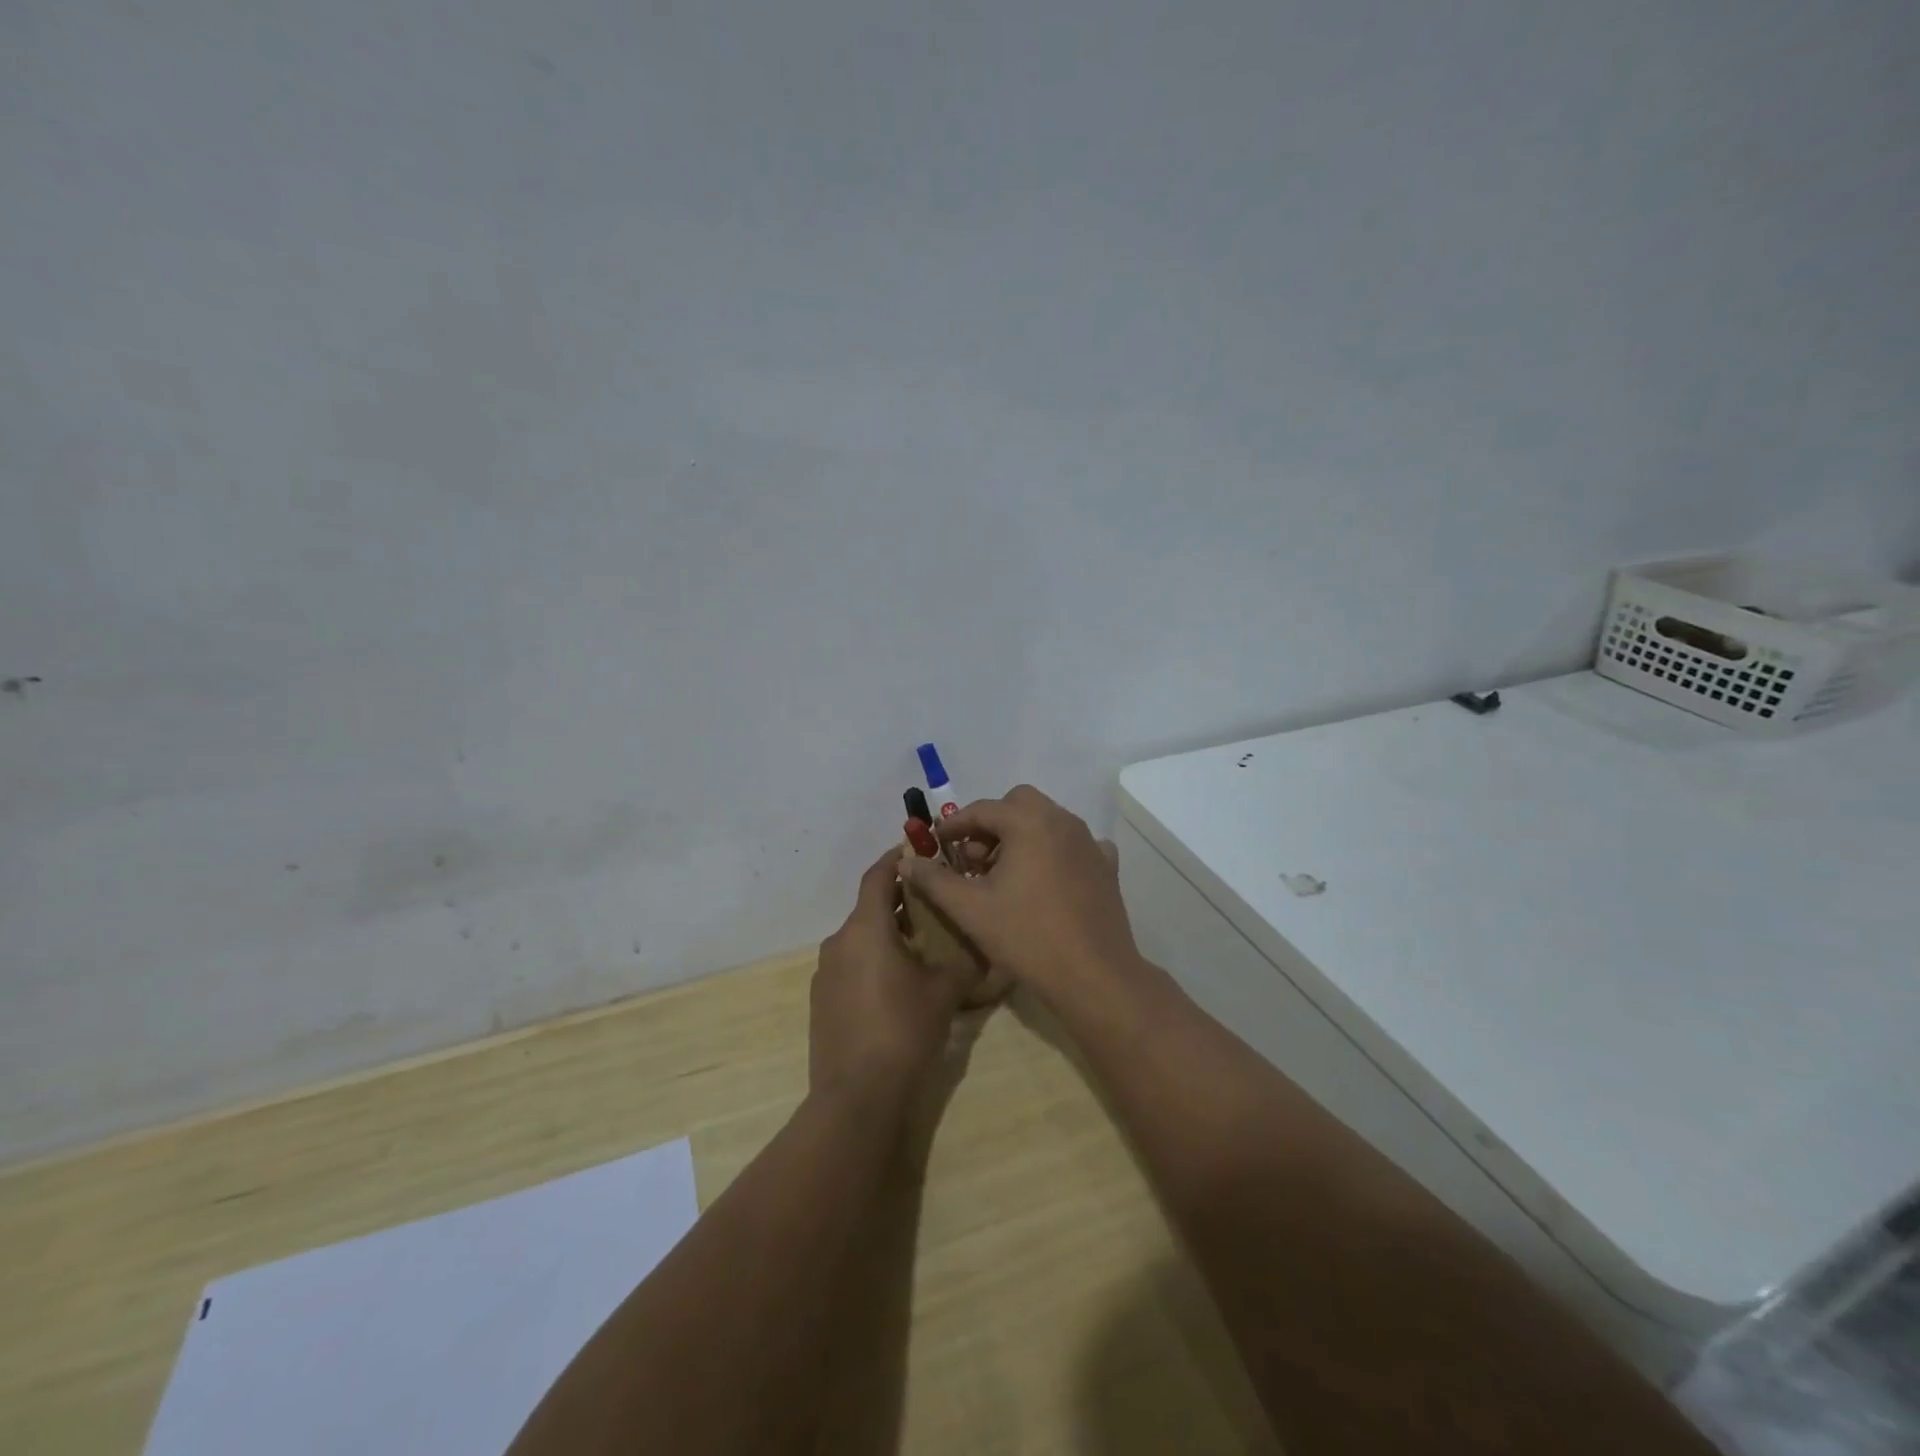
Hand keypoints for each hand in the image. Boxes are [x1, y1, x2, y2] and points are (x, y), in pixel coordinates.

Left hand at [810, 850, 965, 1117]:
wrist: (856, 1095)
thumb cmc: (904, 1030)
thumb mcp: (945, 992)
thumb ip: (963, 962)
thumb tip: (984, 950)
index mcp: (866, 928)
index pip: (878, 876)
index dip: (896, 858)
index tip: (917, 850)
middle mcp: (839, 942)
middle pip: (869, 907)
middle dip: (899, 900)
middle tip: (933, 903)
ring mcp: (825, 972)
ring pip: (859, 937)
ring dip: (886, 932)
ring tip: (921, 943)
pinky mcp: (822, 1000)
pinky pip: (850, 964)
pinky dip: (872, 959)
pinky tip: (896, 982)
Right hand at [896, 785, 1141, 1007]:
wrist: (1093, 974)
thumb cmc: (1026, 936)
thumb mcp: (969, 908)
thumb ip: (934, 879)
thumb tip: (907, 860)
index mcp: (1029, 822)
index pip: (982, 809)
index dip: (954, 825)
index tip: (937, 843)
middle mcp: (1062, 820)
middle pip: (1018, 805)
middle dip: (990, 824)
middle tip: (973, 858)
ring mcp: (1089, 842)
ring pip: (1046, 822)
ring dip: (1020, 836)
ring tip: (1003, 874)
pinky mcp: (1106, 866)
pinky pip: (1073, 844)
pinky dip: (1053, 851)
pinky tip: (1044, 879)